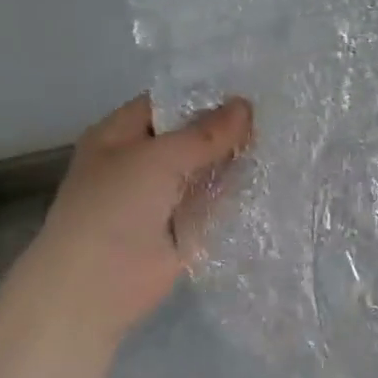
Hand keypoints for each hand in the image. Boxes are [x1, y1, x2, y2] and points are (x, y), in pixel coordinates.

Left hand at [24, 93, 253, 341]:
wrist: (96, 288)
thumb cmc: (115, 209)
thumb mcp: (159, 159)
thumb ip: (205, 133)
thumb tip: (245, 106)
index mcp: (119, 135)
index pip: (166, 104)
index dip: (203, 96)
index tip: (248, 90)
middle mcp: (140, 162)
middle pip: (189, 137)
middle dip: (225, 129)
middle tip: (274, 115)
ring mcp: (162, 197)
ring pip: (204, 170)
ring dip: (233, 161)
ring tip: (281, 141)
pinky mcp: (183, 228)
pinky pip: (213, 203)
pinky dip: (235, 193)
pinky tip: (271, 177)